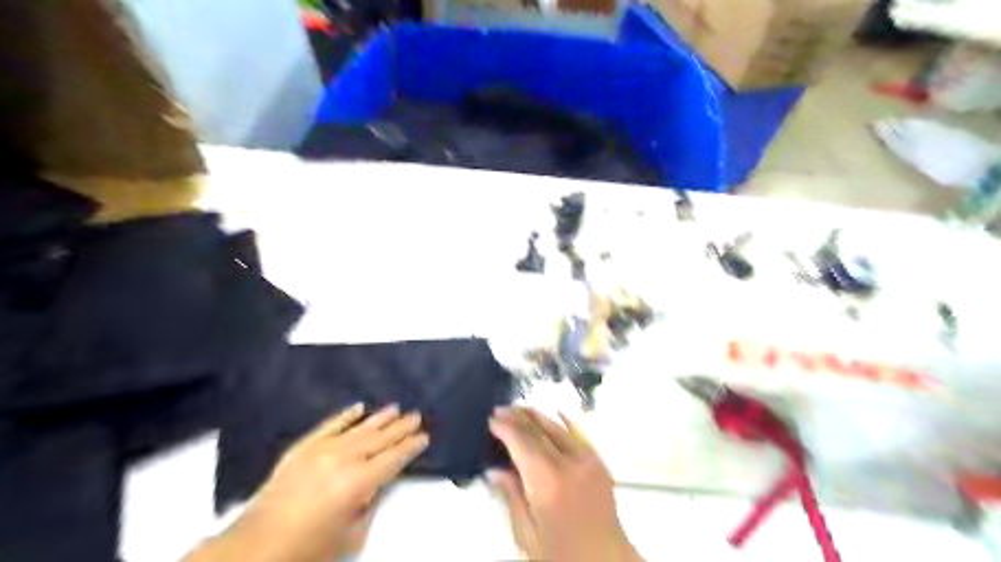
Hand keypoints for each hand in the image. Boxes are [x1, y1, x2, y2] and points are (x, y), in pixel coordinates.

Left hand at [185, 403, 426, 561]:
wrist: (255, 549)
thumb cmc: (308, 549)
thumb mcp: (351, 534)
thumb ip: (369, 503)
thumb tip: (376, 483)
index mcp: (359, 482)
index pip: (393, 458)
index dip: (410, 447)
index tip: (423, 437)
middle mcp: (344, 459)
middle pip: (380, 438)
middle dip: (401, 427)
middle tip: (416, 415)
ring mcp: (321, 449)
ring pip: (359, 428)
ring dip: (380, 418)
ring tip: (396, 408)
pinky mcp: (302, 447)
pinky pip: (329, 425)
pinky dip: (345, 415)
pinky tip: (359, 407)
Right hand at [491, 407, 639, 561]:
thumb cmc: (561, 554)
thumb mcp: (527, 534)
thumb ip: (511, 497)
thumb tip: (495, 470)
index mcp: (548, 482)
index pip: (522, 443)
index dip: (505, 428)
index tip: (491, 420)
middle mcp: (570, 464)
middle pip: (539, 431)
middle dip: (518, 418)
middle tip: (501, 409)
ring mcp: (588, 461)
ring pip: (559, 428)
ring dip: (538, 417)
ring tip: (520, 409)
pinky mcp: (599, 464)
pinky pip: (580, 435)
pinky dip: (566, 422)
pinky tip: (557, 413)